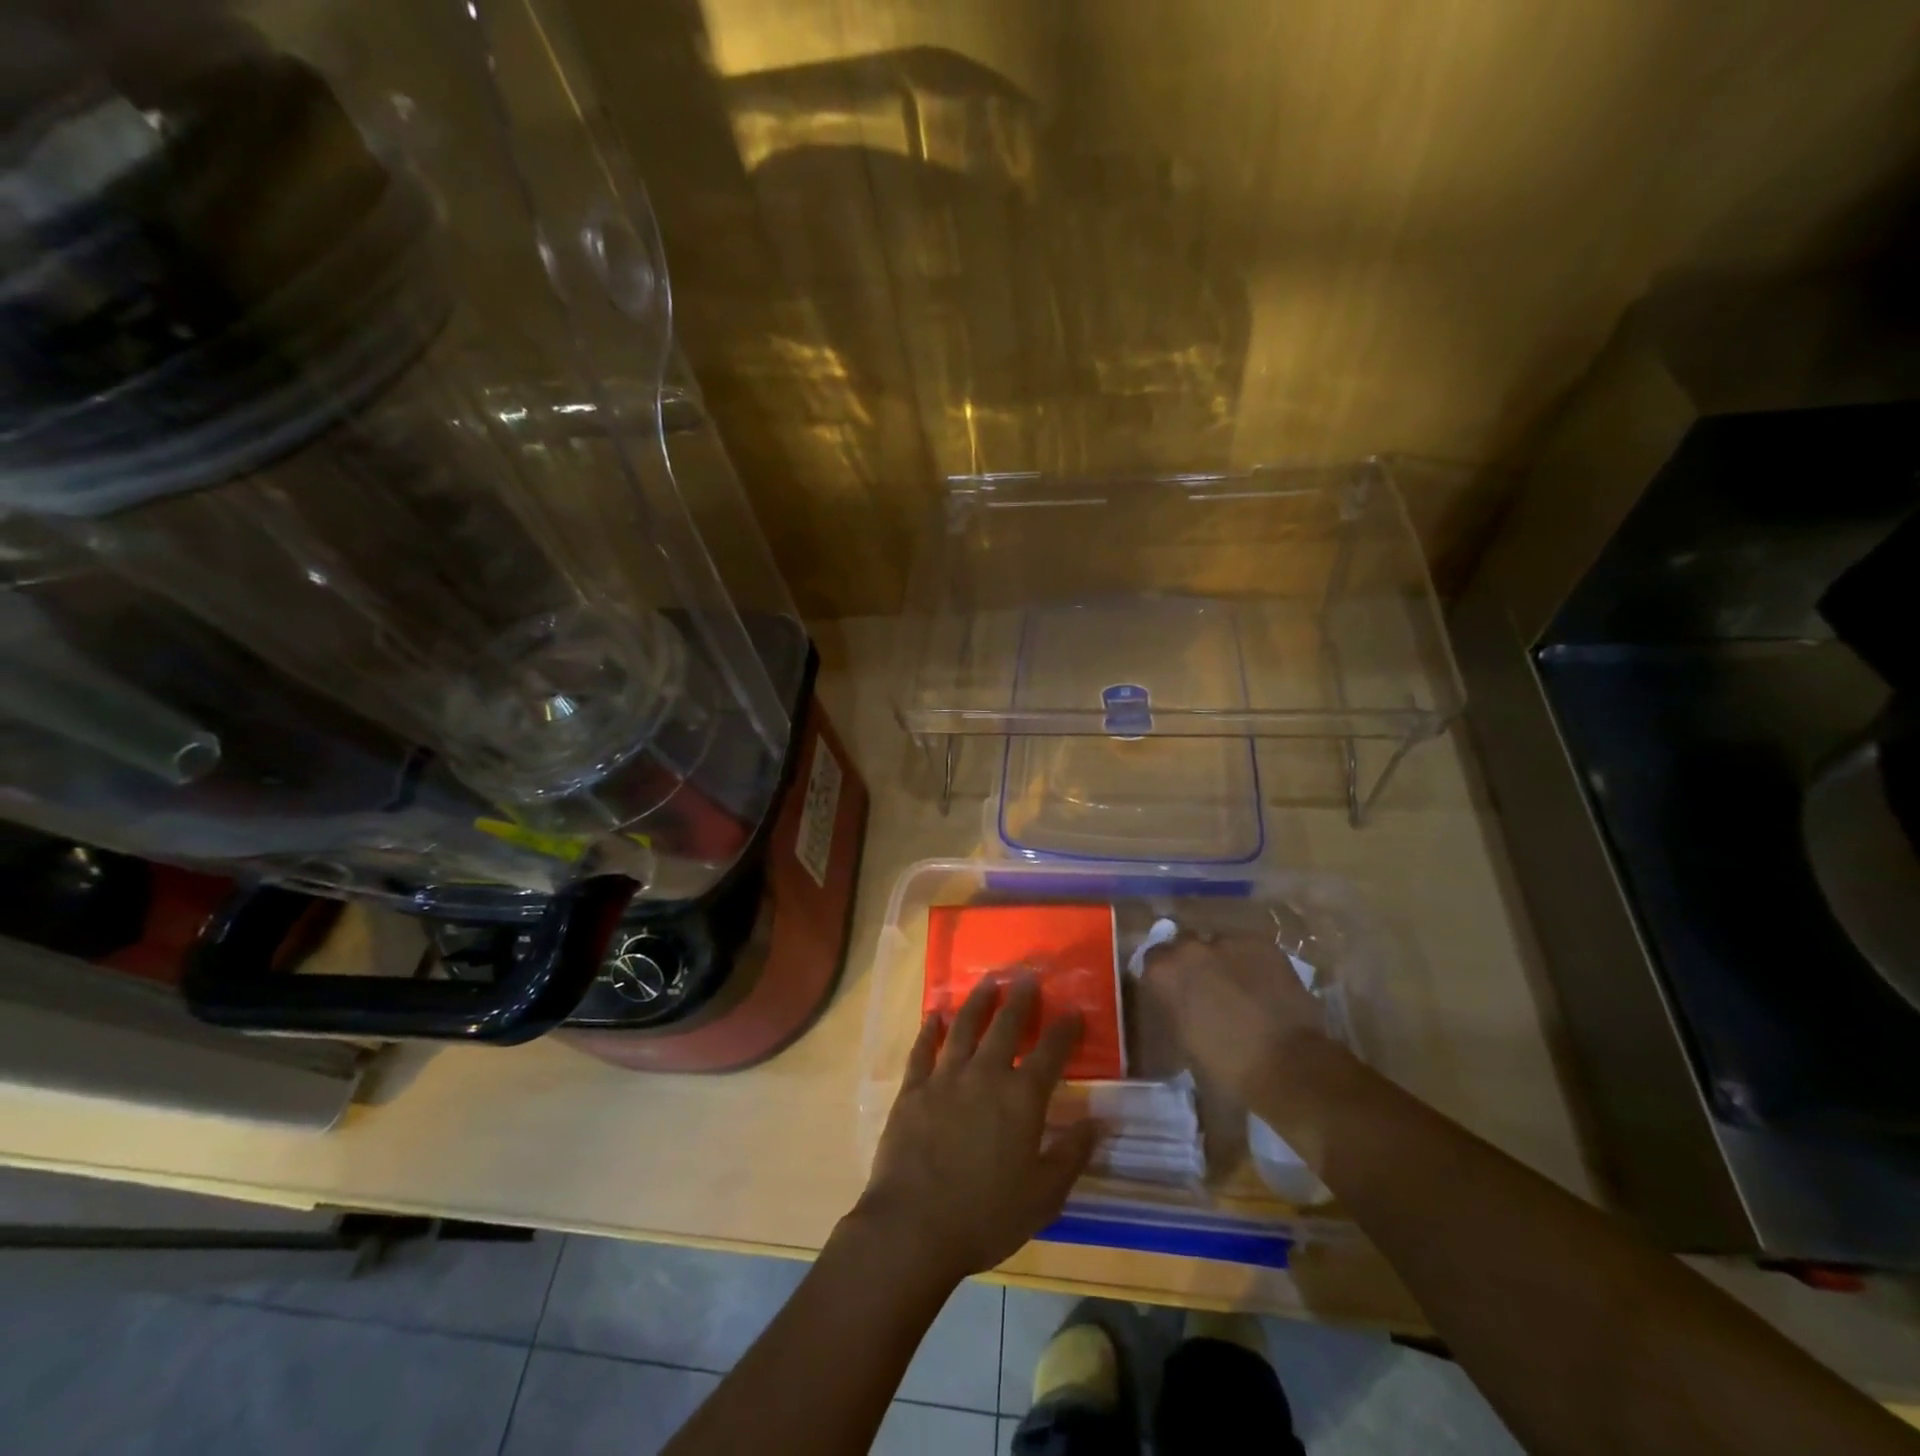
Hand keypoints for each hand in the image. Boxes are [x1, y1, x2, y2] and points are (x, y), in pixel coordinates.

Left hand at [854, 974, 1096, 1283]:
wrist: (914, 1226)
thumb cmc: (986, 1216)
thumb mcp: (1043, 1196)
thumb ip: (1071, 1154)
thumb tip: (1099, 1121)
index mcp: (1021, 1098)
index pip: (1050, 1053)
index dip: (1064, 1029)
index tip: (1074, 1010)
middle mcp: (985, 1075)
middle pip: (1005, 1026)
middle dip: (1020, 999)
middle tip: (1027, 976)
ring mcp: (945, 1078)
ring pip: (964, 1027)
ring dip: (978, 1002)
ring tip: (987, 981)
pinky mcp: (913, 1089)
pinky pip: (922, 1050)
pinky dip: (930, 1030)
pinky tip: (935, 1017)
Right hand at [1141, 933, 1330, 1107]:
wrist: (1288, 1067)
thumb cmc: (1227, 1068)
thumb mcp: (1184, 1044)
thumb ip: (1175, 1012)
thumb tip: (1180, 1007)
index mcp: (1164, 972)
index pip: (1153, 961)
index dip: (1166, 978)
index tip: (1175, 995)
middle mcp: (1190, 948)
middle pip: (1185, 947)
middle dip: (1193, 965)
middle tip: (1207, 991)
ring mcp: (1228, 942)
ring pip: (1219, 945)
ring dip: (1222, 962)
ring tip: (1239, 989)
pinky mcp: (1263, 944)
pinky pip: (1248, 949)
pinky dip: (1252, 964)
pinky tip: (1263, 987)